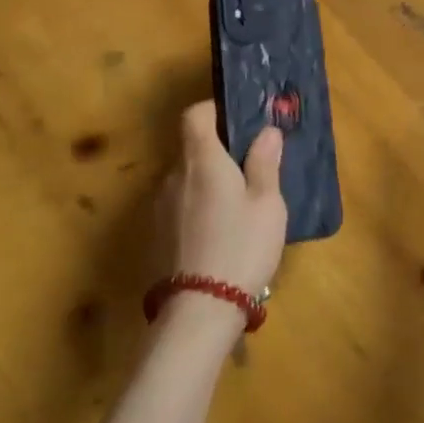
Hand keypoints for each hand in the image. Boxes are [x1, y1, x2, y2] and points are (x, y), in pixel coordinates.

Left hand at [157, 101, 286, 305]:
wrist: (199, 311)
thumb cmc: (241, 246)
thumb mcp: (267, 204)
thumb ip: (265, 163)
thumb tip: (266, 131)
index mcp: (201, 159)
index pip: (194, 115)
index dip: (213, 111)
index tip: (237, 122)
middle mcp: (173, 176)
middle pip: (191, 149)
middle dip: (218, 153)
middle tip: (249, 171)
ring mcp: (159, 208)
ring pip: (186, 181)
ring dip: (207, 185)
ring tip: (237, 209)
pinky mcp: (156, 237)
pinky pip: (179, 207)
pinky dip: (197, 209)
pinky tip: (219, 235)